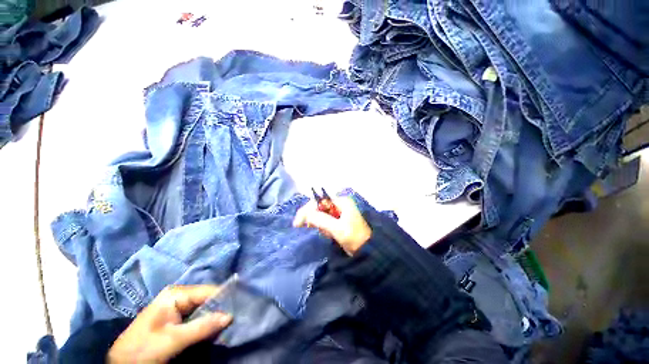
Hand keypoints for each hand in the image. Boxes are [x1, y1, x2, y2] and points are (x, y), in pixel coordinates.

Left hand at [108, 285, 232, 362]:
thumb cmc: (143, 349)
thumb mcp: (172, 340)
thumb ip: (201, 327)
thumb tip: (230, 315)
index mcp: (176, 293)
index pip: (208, 291)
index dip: (225, 299)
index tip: (241, 307)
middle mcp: (179, 295)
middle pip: (208, 299)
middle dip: (221, 308)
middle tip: (236, 317)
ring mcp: (178, 306)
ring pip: (205, 308)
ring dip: (215, 317)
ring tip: (229, 323)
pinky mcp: (177, 318)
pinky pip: (198, 317)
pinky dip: (208, 322)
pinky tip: (215, 328)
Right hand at [293, 196, 371, 255]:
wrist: (368, 251)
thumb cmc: (355, 237)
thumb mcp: (338, 229)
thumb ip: (321, 220)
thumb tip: (305, 214)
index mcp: (341, 201)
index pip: (319, 200)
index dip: (307, 209)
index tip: (298, 222)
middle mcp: (339, 204)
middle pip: (319, 206)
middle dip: (310, 216)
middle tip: (300, 227)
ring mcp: (339, 212)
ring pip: (321, 214)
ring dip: (316, 222)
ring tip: (320, 232)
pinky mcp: (338, 221)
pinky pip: (325, 221)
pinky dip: (322, 227)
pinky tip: (325, 234)